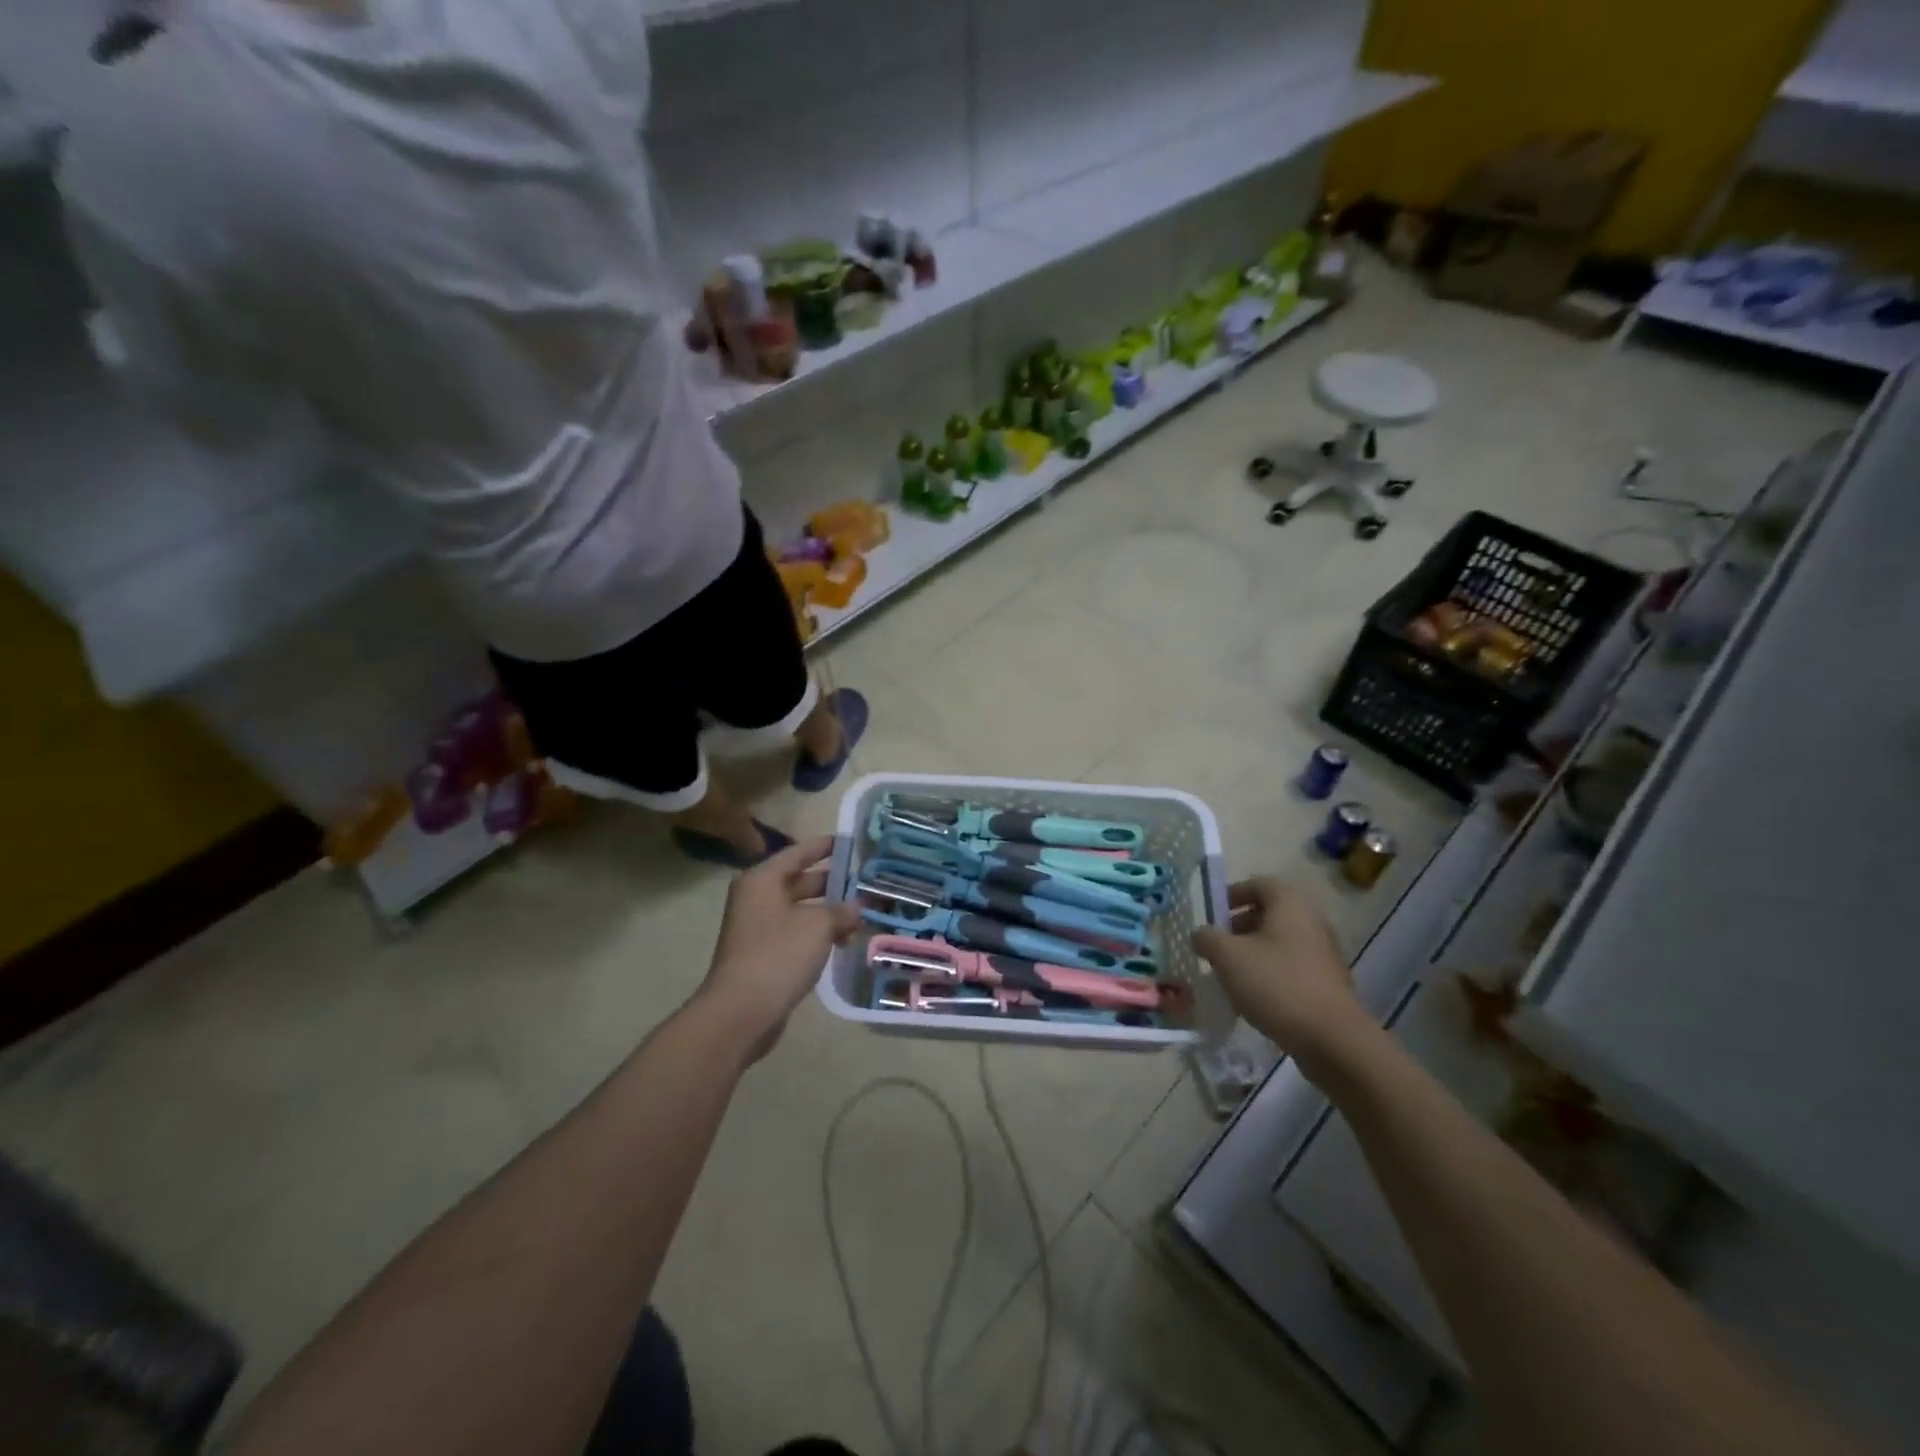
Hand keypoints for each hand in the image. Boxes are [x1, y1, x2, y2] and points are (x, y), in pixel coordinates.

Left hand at [696, 835, 860, 1058]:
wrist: (741, 1011)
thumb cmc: (779, 955)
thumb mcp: (818, 925)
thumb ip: (841, 910)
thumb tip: (856, 907)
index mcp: (763, 880)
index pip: (798, 852)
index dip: (825, 846)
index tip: (850, 842)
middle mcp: (757, 897)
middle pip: (800, 881)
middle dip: (833, 883)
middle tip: (865, 881)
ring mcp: (758, 927)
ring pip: (800, 909)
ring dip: (829, 912)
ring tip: (862, 915)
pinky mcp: (763, 953)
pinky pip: (796, 933)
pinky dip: (818, 933)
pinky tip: (843, 942)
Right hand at [1191, 878, 1370, 1078]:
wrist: (1332, 1039)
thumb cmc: (1276, 984)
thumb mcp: (1227, 957)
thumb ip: (1207, 938)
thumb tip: (1201, 934)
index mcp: (1290, 904)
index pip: (1257, 883)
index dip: (1231, 895)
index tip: (1212, 916)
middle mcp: (1312, 920)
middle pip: (1269, 913)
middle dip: (1239, 926)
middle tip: (1218, 947)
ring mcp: (1324, 952)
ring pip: (1280, 941)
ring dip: (1254, 952)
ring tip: (1232, 975)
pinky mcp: (1329, 982)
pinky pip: (1292, 965)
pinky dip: (1271, 972)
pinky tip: (1256, 997)